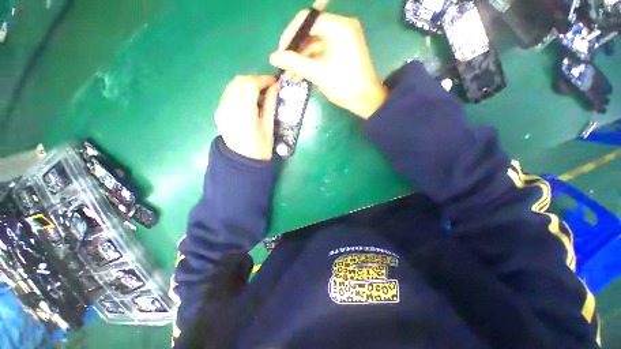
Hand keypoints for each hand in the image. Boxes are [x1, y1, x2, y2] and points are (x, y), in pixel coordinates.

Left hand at [215, 75, 278, 160]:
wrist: (242, 162)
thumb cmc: (260, 148)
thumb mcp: (269, 127)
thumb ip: (270, 105)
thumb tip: (275, 88)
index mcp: (244, 113)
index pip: (251, 85)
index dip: (263, 79)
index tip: (273, 82)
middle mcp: (229, 108)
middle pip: (239, 81)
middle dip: (254, 79)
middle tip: (267, 86)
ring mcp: (221, 110)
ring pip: (232, 86)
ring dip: (246, 84)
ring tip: (258, 91)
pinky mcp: (219, 113)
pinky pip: (228, 94)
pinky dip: (238, 91)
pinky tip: (247, 99)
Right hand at [270, 11, 387, 118]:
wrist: (365, 100)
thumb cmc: (344, 86)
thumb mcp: (318, 74)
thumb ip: (295, 63)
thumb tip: (273, 57)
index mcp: (338, 27)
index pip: (307, 19)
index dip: (290, 34)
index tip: (281, 52)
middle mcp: (342, 27)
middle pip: (310, 32)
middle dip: (295, 50)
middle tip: (284, 66)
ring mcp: (343, 39)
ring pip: (315, 44)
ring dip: (302, 59)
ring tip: (289, 75)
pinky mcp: (343, 51)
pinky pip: (322, 52)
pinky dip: (311, 62)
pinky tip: (300, 75)